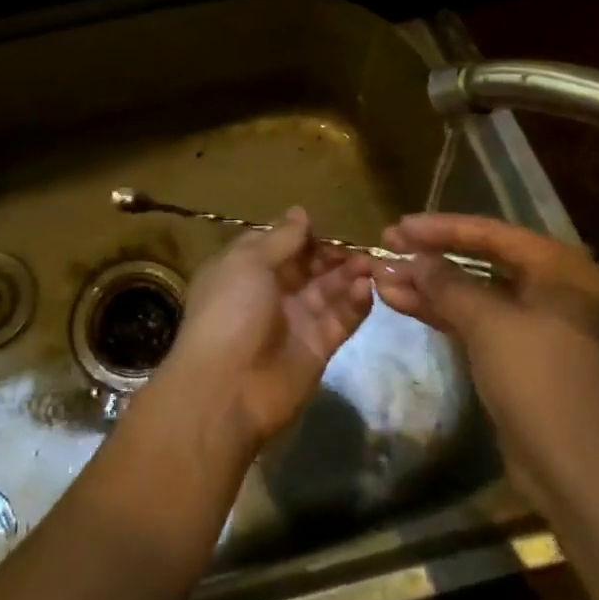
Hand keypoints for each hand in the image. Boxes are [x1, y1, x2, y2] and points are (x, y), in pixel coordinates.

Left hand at [154, 208, 373, 460]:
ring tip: (370, 264)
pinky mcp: (317, 348)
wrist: (228, 388)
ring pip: (327, 291)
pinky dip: (354, 304)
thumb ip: (280, 238)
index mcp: (244, 269)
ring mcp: (294, 321)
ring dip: (347, 275)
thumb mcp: (248, 262)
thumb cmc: (230, 311)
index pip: (277, 243)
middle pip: (307, 266)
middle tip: (358, 247)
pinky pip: (339, 320)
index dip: (300, 234)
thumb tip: (300, 212)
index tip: (325, 226)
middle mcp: (269, 292)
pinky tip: (367, 288)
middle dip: (330, 254)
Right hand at [373, 212, 598, 507]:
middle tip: (387, 250)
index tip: (397, 229)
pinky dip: (442, 313)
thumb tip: (414, 260)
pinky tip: (401, 304)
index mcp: (561, 270)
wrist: (579, 472)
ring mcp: (539, 326)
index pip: (491, 233)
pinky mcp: (522, 358)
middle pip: (482, 260)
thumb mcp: (488, 322)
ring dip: (429, 287)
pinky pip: (477, 322)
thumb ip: (447, 283)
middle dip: (431, 258)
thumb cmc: (540, 380)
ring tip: (382, 280)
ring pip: (475, 294)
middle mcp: (554, 290)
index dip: (440, 228)